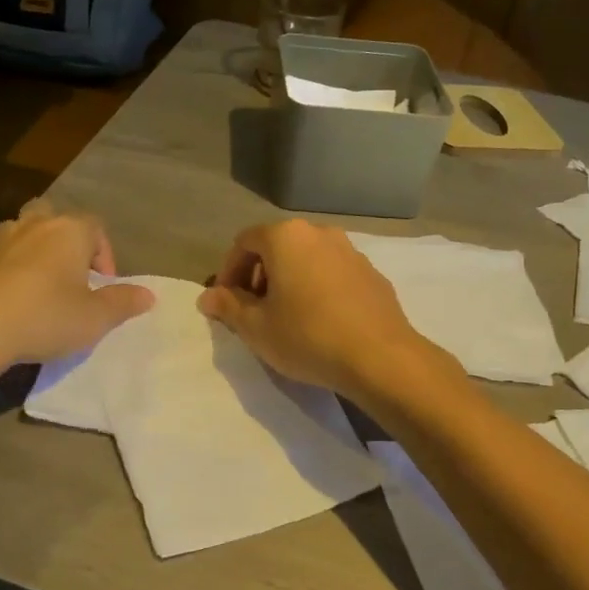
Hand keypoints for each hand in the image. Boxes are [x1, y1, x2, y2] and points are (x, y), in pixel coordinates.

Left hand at [0, 200, 153, 372]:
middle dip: (67, 241)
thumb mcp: (95, 318)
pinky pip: (1, 255)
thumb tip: (149, 294)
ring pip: (24, 231)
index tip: (103, 287)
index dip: (105, 256)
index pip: (96, 228)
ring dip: (36, 251)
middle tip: (71, 275)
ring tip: (41, 286)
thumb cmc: (44, 317)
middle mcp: (35, 225)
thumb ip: (123, 303)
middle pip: (56, 217)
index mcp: (69, 231)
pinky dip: (10, 269)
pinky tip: (12, 301)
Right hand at [197, 220, 428, 395]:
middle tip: (253, 310)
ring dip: (289, 280)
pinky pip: (332, 273)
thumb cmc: (307, 336)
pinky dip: (317, 287)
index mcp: (286, 237)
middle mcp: (319, 233)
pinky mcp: (372, 273)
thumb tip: (208, 297)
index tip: (226, 303)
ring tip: (286, 317)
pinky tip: (320, 321)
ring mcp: (350, 250)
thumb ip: (228, 306)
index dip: (228, 272)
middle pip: (276, 246)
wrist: (380, 357)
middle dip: (258, 275)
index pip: (244, 243)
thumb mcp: (256, 328)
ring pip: (306, 258)